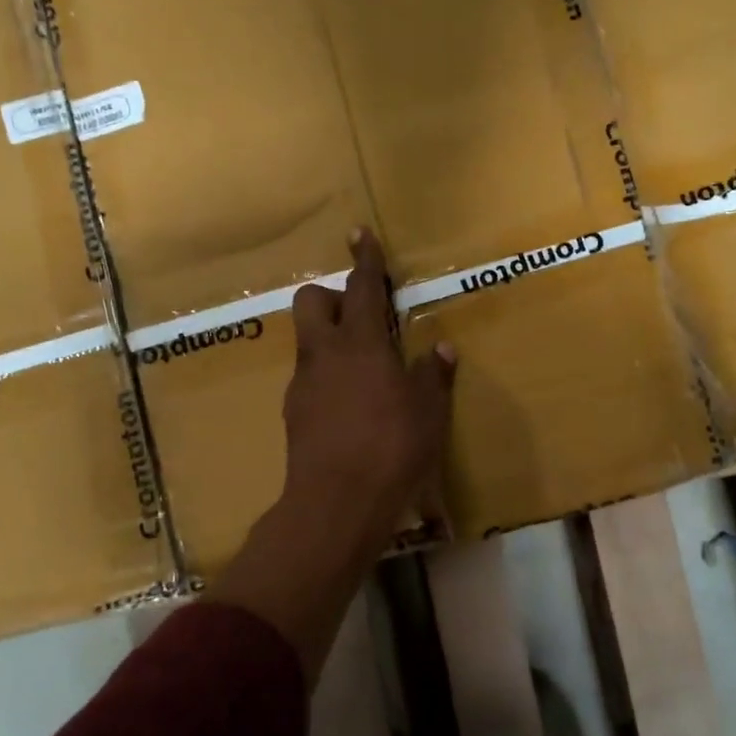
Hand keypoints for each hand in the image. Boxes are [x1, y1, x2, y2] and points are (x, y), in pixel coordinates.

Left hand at [282, 230, 455, 547]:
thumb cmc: (391, 448)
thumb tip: (441, 350)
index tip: (359, 233)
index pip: (360, 287)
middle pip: (310, 300)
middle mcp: (324, 354)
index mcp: (360, 343)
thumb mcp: (428, 412)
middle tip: (362, 319)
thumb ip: (433, 376)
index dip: (364, 259)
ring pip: (307, 340)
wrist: (336, 502)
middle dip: (331, 296)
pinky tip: (349, 406)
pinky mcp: (294, 412)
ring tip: (363, 370)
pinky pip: (308, 377)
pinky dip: (326, 376)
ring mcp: (303, 383)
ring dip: (329, 339)